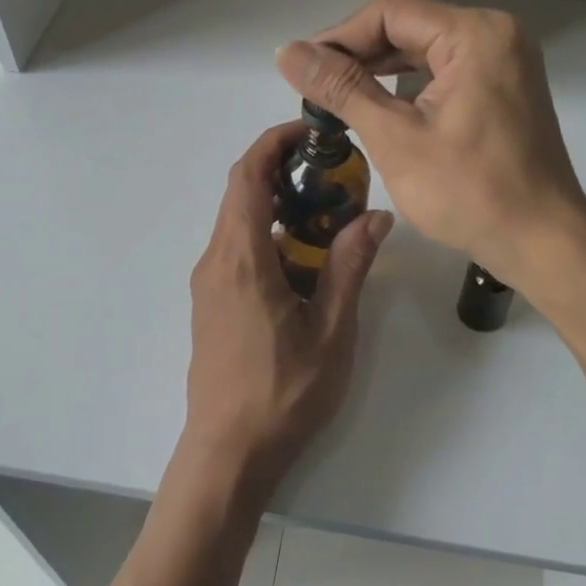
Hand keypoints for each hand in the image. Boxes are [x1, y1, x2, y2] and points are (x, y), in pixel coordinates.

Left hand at [183, 122, 393, 495]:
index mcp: (241, 258)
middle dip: (281, 169)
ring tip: (327, 211)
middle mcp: (216, 261)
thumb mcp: (331, 330)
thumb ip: (350, 266)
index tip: (311, 132)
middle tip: (332, 171)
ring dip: (277, 204)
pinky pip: (238, 249)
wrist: (228, 453)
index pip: (246, 176)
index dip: (273, 142)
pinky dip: (269, 234)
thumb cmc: (283, 394)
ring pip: (239, 221)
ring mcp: (209, 283)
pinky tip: (305, 259)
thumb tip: (376, 215)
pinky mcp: (212, 303)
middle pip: (240, 192)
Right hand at [275, 0, 585, 285]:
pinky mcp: (504, 87)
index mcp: (475, 34)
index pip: (389, 12)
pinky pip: (445, 70)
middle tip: (314, 88)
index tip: (303, 70)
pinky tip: (379, 106)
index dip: (339, 37)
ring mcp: (505, 60)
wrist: (542, 242)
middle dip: (357, 54)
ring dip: (380, 69)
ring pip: (425, 49)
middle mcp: (495, 34)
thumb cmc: (469, 192)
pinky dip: (409, 85)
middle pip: (408, 26)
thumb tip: (287, 52)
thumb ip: (341, 89)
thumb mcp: (395, 138)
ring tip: (337, 98)